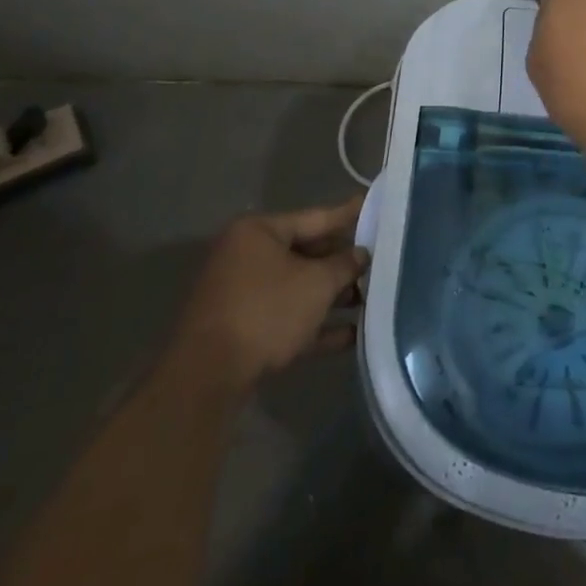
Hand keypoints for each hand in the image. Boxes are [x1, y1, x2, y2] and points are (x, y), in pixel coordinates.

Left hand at [171, 196, 367, 392]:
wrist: (207, 379)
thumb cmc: (265, 312)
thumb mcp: (316, 284)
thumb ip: (344, 265)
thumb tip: (361, 255)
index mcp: (258, 232)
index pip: (314, 217)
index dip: (348, 215)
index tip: (372, 206)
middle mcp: (246, 256)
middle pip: (306, 253)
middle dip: (341, 264)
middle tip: (378, 262)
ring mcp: (241, 295)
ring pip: (297, 288)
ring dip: (331, 297)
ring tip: (370, 301)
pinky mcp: (241, 330)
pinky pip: (286, 318)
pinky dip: (314, 324)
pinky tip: (350, 336)